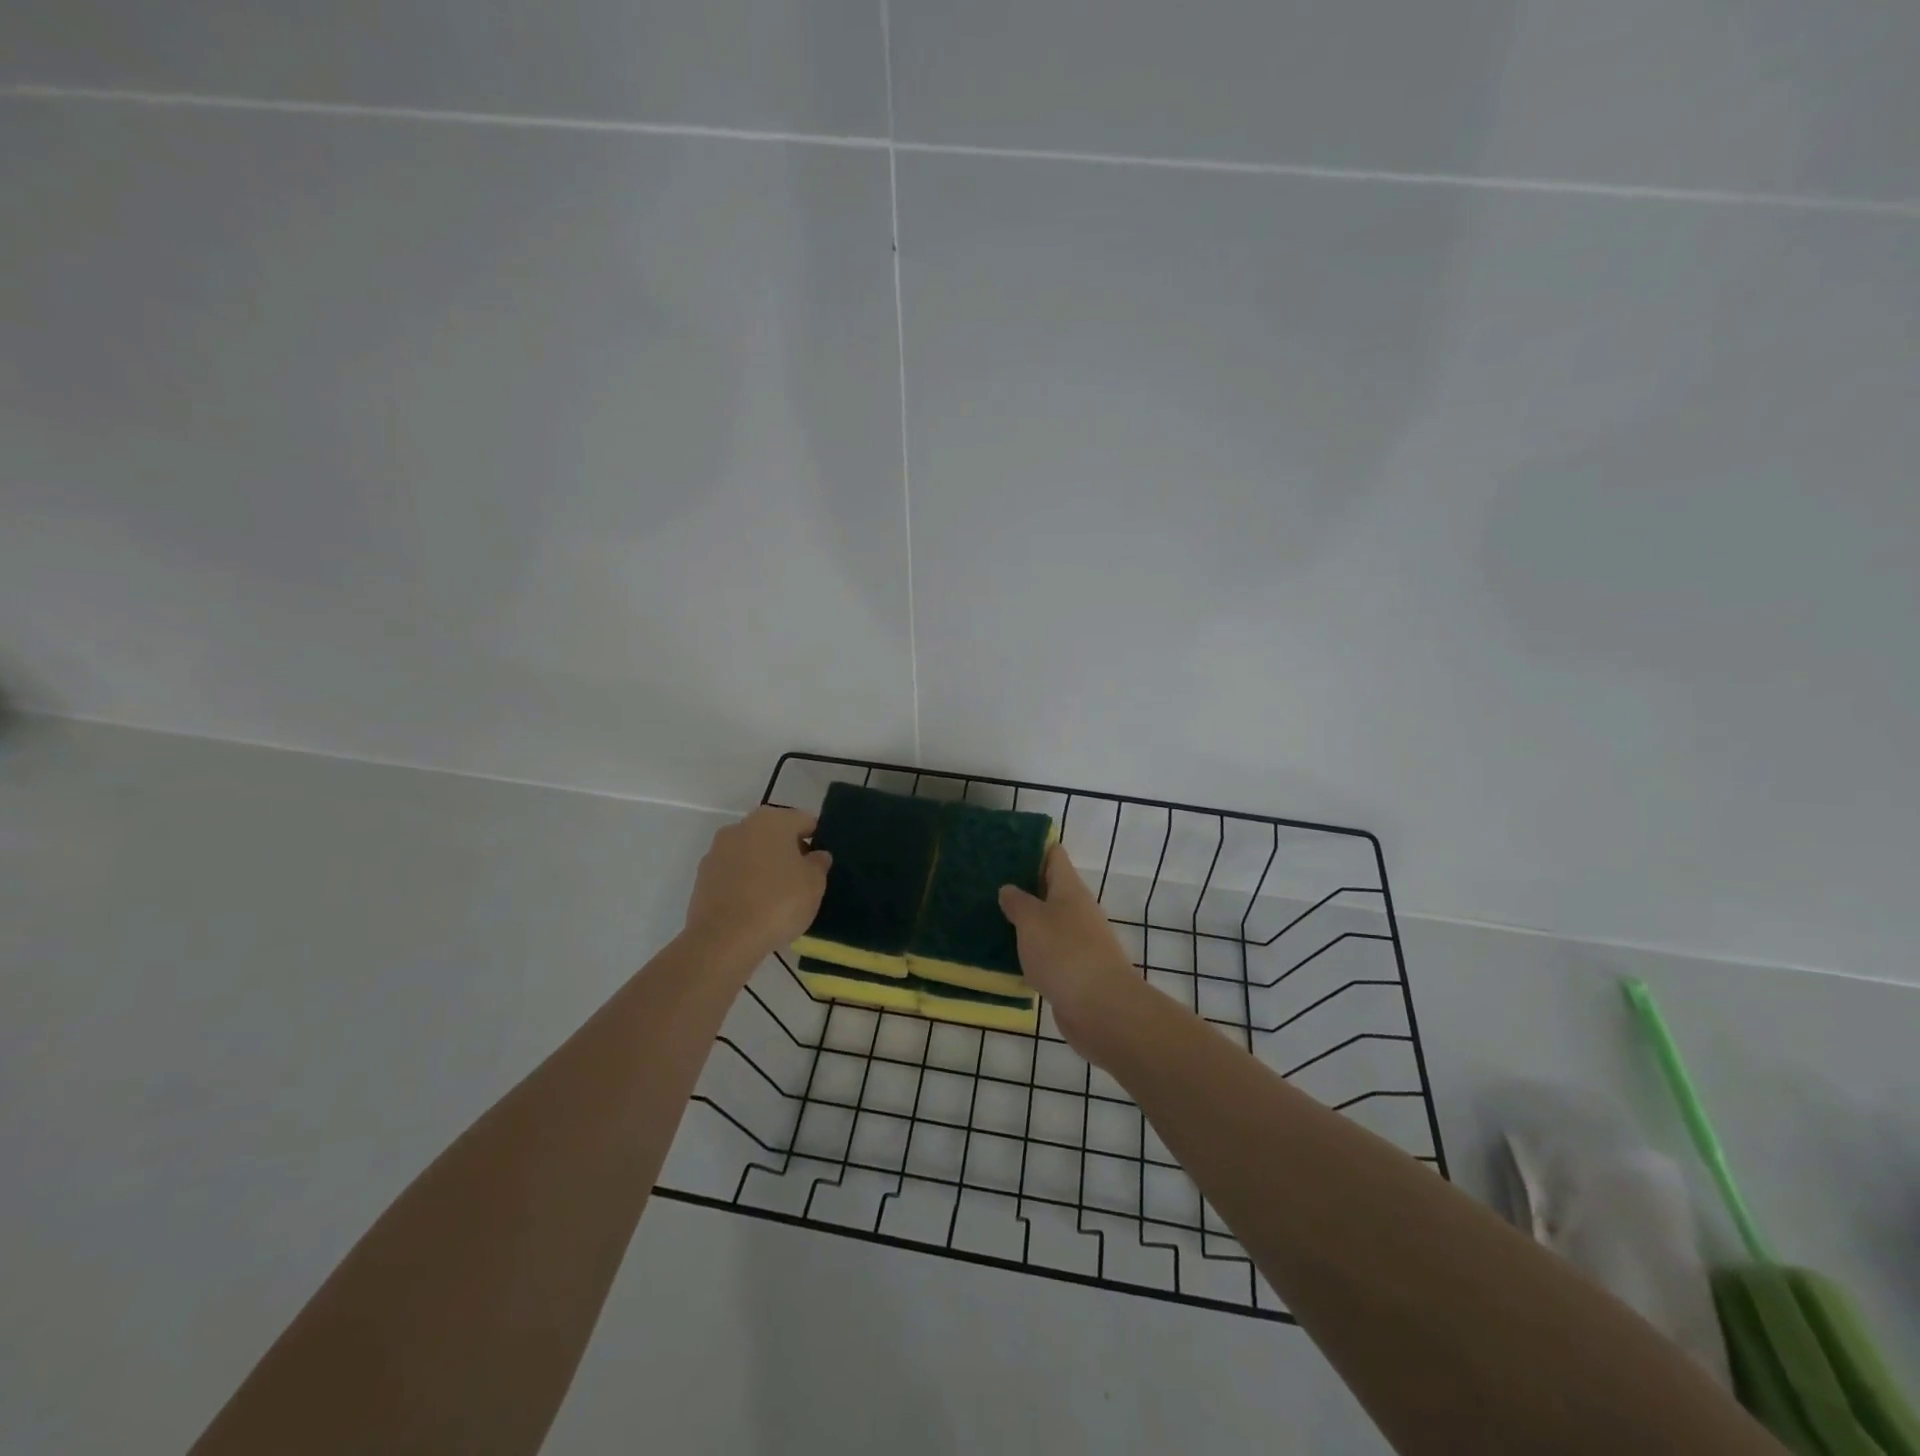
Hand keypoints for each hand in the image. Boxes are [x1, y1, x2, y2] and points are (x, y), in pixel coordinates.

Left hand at [684, 807, 831, 963]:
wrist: (724, 939)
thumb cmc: (778, 902)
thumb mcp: (814, 884)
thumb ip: (819, 864)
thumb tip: (816, 855)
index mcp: (773, 820)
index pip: (804, 821)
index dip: (817, 839)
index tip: (821, 862)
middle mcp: (741, 826)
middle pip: (774, 834)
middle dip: (788, 852)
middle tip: (803, 880)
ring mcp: (717, 851)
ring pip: (751, 853)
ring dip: (764, 866)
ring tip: (777, 897)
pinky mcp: (702, 877)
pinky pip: (733, 873)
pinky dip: (745, 883)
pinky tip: (754, 907)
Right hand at [999, 846, 1146, 1056]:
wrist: (1101, 1009)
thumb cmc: (1064, 953)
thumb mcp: (1032, 921)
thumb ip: (1017, 902)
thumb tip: (1009, 889)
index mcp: (1069, 889)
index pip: (1053, 856)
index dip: (1032, 847)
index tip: (1002, 846)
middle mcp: (1076, 910)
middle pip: (1048, 888)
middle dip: (1021, 885)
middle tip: (985, 882)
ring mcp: (1077, 941)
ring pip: (1046, 922)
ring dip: (1022, 919)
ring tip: (987, 915)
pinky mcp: (1072, 970)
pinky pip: (1046, 951)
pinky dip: (1028, 949)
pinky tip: (1004, 954)